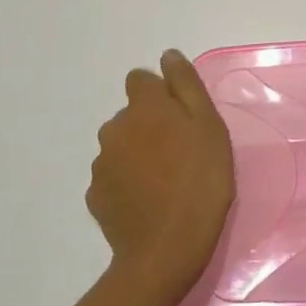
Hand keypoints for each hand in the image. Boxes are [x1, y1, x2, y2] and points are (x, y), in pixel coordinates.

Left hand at [87, 49, 235, 304]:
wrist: (167, 249)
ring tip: (166, 180)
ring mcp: (101, 163)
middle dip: (151, 124)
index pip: (140, 79)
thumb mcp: (209, 126)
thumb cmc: (201, 181)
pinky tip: (149, 201)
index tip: (182, 117)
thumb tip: (168, 56)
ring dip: (138, 153)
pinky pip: (113, 176)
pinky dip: (128, 182)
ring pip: (121, 145)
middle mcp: (115, 127)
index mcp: (144, 107)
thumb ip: (186, 85)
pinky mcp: (96, 195)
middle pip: (131, 114)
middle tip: (181, 152)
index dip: (161, 94)